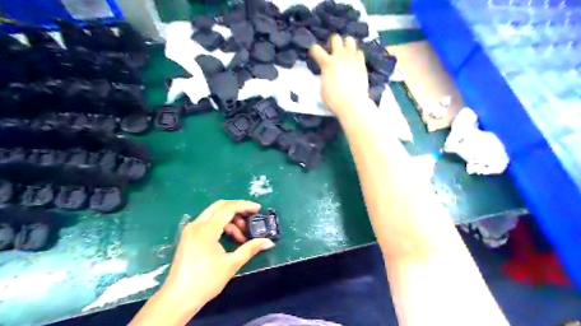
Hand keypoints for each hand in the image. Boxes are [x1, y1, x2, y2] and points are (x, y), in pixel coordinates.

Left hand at [159, 199, 274, 311]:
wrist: (178, 298)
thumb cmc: (206, 281)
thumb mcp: (231, 264)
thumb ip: (250, 249)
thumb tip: (269, 242)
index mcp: (206, 229)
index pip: (228, 208)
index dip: (245, 206)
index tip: (258, 209)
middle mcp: (196, 224)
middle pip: (220, 206)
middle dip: (237, 209)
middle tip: (251, 218)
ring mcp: (191, 229)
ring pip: (214, 214)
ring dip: (230, 220)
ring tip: (242, 236)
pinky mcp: (189, 236)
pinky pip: (208, 222)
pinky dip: (221, 225)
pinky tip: (230, 238)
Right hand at [311, 34, 368, 117]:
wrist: (352, 103)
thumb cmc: (333, 99)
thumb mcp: (322, 87)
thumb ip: (324, 75)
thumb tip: (326, 72)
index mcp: (326, 63)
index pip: (316, 49)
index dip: (314, 50)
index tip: (315, 54)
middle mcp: (339, 56)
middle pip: (335, 38)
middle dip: (333, 43)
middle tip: (333, 51)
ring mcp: (352, 58)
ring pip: (350, 40)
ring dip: (346, 44)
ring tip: (345, 52)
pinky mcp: (362, 63)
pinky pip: (359, 52)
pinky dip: (356, 54)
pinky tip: (354, 60)